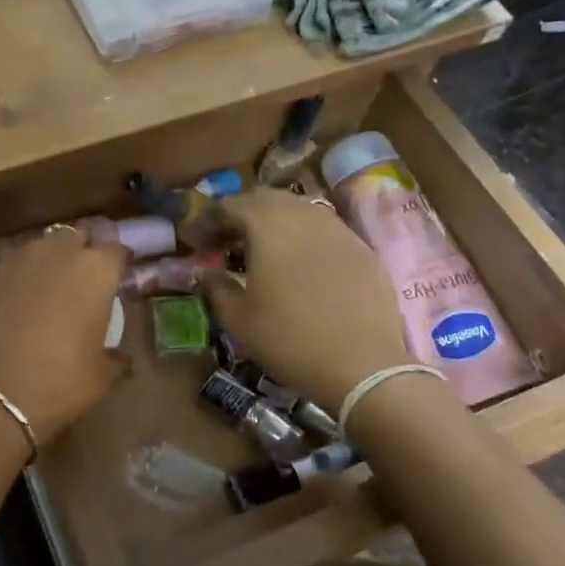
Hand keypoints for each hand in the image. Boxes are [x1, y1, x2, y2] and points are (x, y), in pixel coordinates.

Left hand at [0, 227, 126, 445]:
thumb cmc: (56, 382)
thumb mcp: (100, 378)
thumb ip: (116, 359)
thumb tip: (122, 359)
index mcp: (95, 270)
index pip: (116, 250)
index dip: (120, 263)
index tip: (120, 278)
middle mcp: (58, 253)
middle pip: (77, 237)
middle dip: (84, 251)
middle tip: (86, 279)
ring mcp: (17, 261)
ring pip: (42, 247)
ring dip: (50, 260)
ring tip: (51, 287)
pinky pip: (13, 266)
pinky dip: (21, 277)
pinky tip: (19, 302)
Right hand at [204, 188, 410, 410]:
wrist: (363, 367)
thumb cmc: (289, 340)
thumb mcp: (238, 320)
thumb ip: (217, 288)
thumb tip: (209, 274)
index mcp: (267, 226)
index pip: (230, 205)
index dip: (210, 221)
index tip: (201, 244)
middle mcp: (304, 216)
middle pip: (267, 198)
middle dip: (244, 214)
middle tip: (231, 242)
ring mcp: (339, 230)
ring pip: (300, 210)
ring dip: (278, 222)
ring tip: (267, 252)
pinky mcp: (364, 249)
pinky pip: (327, 230)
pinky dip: (307, 238)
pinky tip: (304, 267)